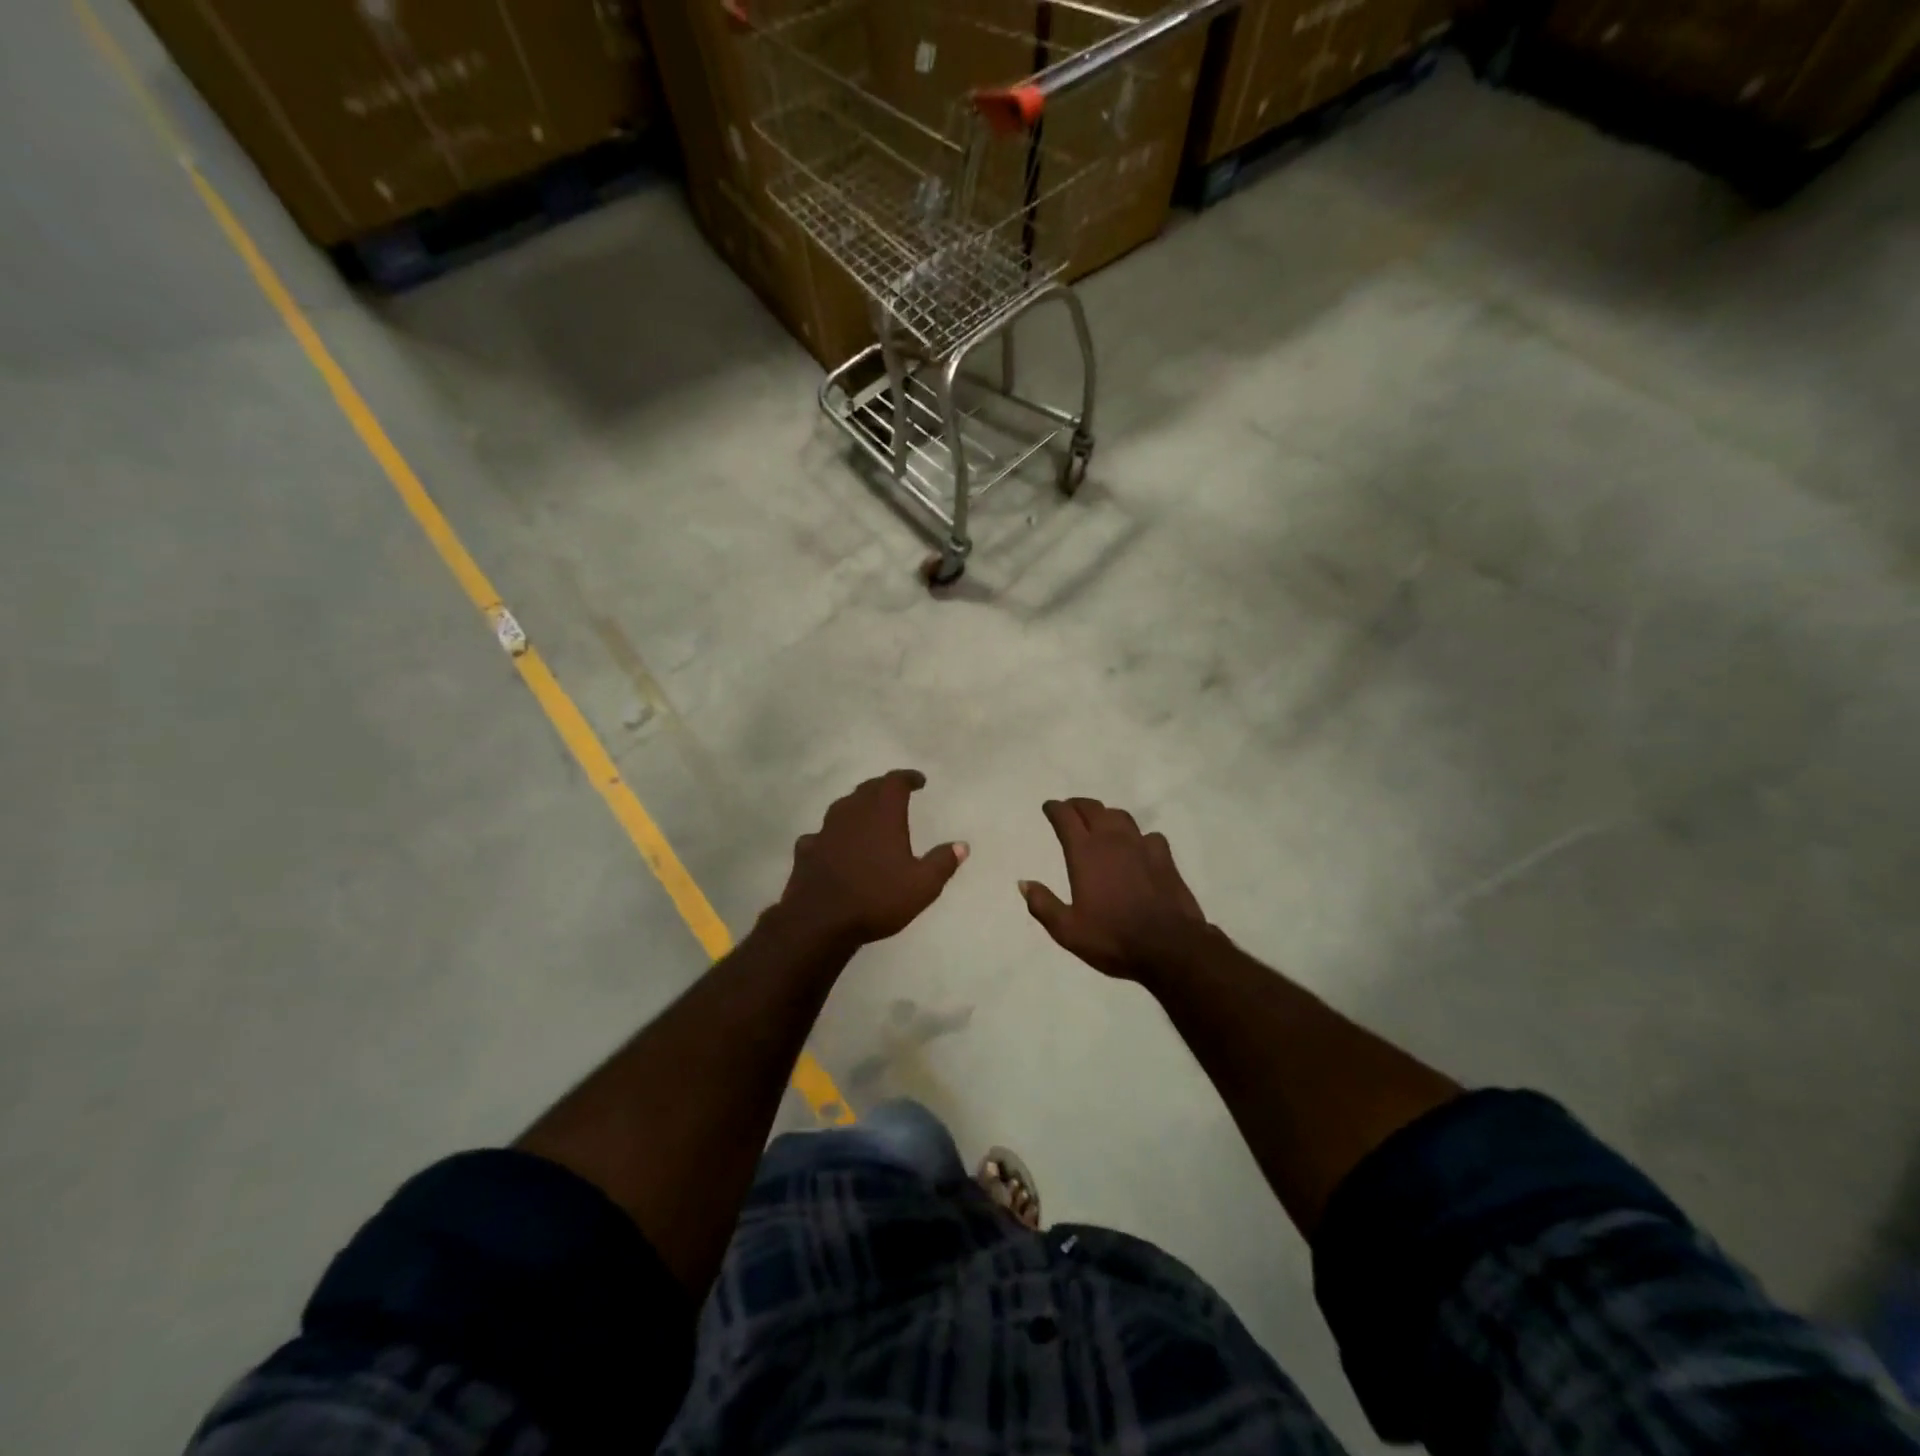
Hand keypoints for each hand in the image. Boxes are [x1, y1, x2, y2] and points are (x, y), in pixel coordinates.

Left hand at [774, 770, 966, 948]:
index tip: (919, 781)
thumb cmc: (877, 899)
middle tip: (895, 795)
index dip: (907, 778)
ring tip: (868, 817)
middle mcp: (852, 813)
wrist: (819, 922)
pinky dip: (833, 836)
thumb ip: (942, 862)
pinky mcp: (806, 850)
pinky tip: (834, 846)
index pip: (894, 782)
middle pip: (867, 789)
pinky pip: (821, 834)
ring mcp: (825, 830)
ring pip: (843, 808)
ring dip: (857, 807)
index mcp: (882, 814)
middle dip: (883, 788)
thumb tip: (961, 845)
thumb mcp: (922, 886)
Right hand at [1022, 798, 1211, 981]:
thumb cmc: (1112, 938)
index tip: (1049, 807)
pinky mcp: (1165, 858)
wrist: (1169, 947)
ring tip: (1101, 823)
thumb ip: (1043, 904)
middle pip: (1093, 809)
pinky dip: (1138, 837)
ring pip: (1121, 817)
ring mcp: (1141, 846)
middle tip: (1070, 809)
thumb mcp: (1067, 930)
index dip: (1055, 809)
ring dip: (1106, 815)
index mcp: (1084, 853)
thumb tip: (1023, 883)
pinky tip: (1138, 848)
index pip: (1066, 818)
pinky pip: (1149, 836)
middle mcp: (1112, 841)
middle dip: (1078, 805)